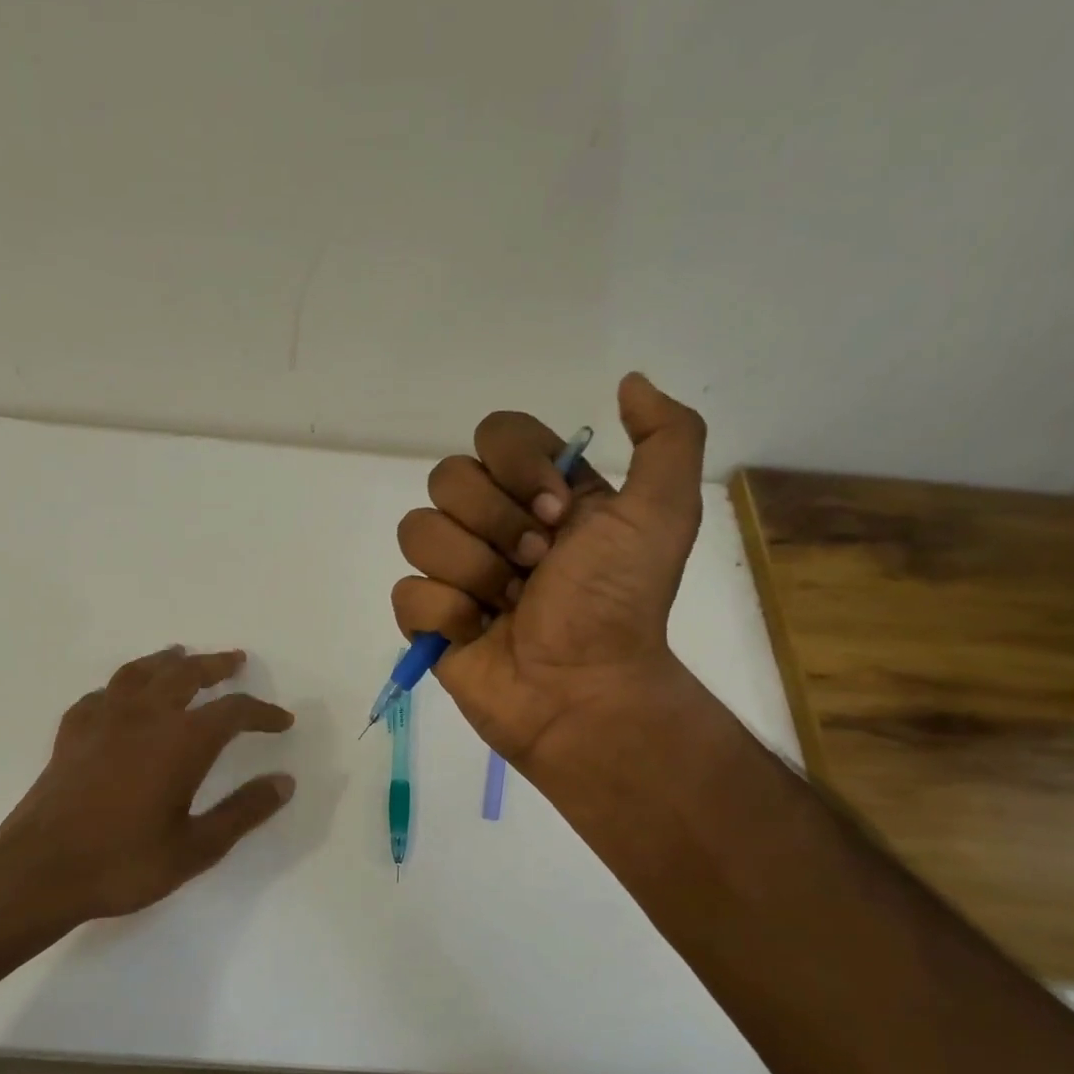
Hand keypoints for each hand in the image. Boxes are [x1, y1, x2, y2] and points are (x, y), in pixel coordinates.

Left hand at [0, 646, 295, 924]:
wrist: (38, 872)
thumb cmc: (124, 863)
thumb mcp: (196, 848)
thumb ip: (243, 811)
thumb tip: (284, 782)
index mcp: (181, 742)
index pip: (233, 712)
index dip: (262, 712)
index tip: (282, 720)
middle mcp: (145, 717)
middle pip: (186, 675)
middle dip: (215, 666)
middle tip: (235, 661)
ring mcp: (103, 720)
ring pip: (140, 672)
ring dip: (167, 661)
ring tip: (180, 655)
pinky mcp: (72, 733)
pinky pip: (102, 694)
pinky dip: (121, 687)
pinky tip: (122, 697)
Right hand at [392, 373, 707, 778]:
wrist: (583, 690)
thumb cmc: (618, 604)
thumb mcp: (662, 513)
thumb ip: (667, 436)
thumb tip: (629, 382)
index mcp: (539, 492)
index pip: (494, 434)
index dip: (517, 468)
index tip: (557, 514)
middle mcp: (492, 523)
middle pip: (447, 478)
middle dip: (496, 526)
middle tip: (537, 568)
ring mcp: (455, 571)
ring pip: (418, 531)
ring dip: (473, 572)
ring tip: (508, 607)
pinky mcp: (428, 618)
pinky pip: (407, 591)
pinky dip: (446, 615)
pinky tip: (478, 634)